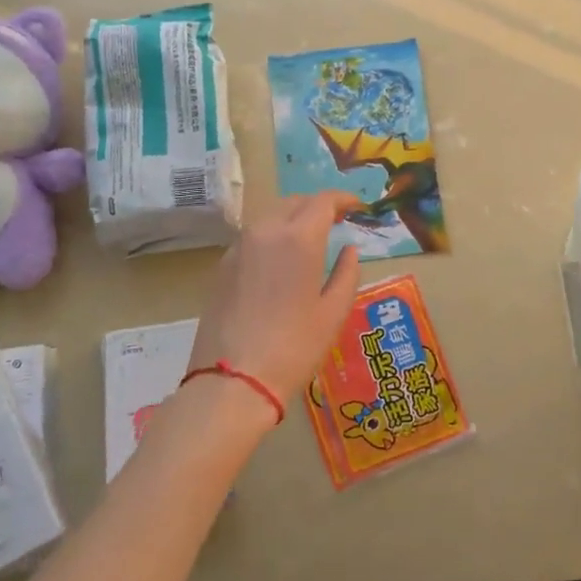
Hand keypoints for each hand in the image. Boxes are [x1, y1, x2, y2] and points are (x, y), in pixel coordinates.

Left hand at [187, 192, 363, 414]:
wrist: (232, 380)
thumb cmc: (294, 347)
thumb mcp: (333, 312)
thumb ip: (346, 273)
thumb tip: (350, 250)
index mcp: (299, 238)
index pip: (323, 201)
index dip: (343, 199)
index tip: (358, 207)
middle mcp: (266, 231)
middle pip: (295, 202)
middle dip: (318, 206)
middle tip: (337, 221)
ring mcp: (239, 247)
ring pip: (271, 216)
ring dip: (294, 218)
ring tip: (310, 238)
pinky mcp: (222, 265)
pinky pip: (253, 237)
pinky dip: (272, 236)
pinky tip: (281, 260)